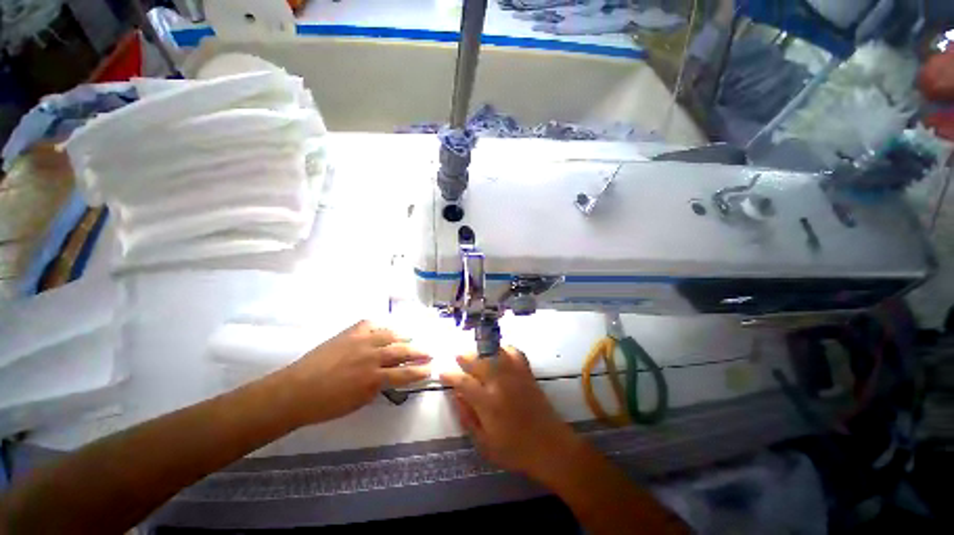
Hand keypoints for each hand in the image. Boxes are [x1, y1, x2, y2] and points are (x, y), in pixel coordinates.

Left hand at [282, 320, 430, 424]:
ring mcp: (361, 341)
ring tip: (410, 338)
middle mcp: (372, 356)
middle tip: (428, 352)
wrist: (295, 391)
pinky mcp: (349, 333)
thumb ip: (378, 387)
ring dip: (403, 336)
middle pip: (401, 350)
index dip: (419, 371)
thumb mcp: (358, 402)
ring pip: (389, 334)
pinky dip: (380, 326)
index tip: (429, 369)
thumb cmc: (326, 405)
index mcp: (374, 377)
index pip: (404, 373)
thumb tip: (389, 378)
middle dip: (418, 352)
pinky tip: (385, 328)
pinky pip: (370, 324)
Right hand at [440, 347, 580, 480]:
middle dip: (465, 356)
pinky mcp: (527, 373)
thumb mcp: (484, 443)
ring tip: (475, 351)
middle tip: (457, 356)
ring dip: (482, 349)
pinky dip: (505, 348)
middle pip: (479, 361)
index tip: (442, 372)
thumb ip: (467, 418)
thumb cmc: (515, 450)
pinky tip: (499, 351)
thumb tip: (455, 395)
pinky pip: (515, 352)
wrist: (550, 446)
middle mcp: (501, 384)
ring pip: (495, 353)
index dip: (450, 375)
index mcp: (488, 403)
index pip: (464, 382)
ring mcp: (516, 376)